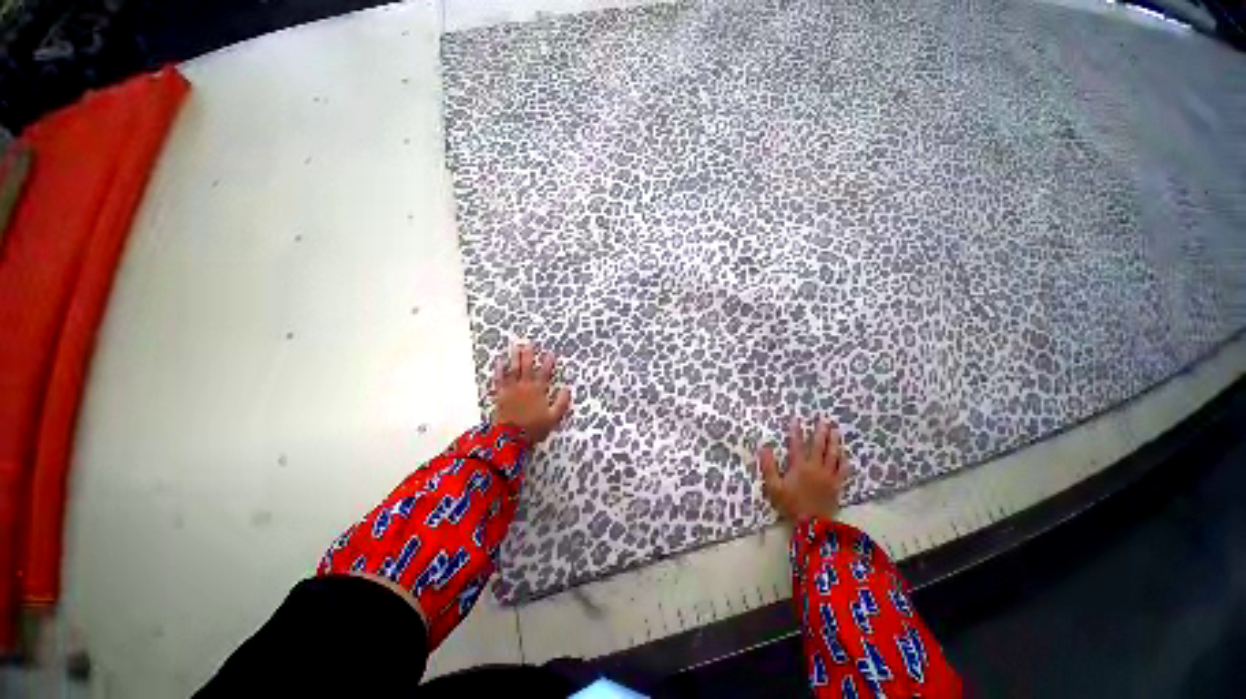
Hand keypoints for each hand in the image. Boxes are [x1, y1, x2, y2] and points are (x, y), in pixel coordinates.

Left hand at [492, 342, 571, 444]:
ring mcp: (511, 389)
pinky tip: (499, 361)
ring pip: (513, 369)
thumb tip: (567, 388)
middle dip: (529, 354)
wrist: (510, 437)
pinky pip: (499, 379)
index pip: (545, 373)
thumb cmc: (534, 428)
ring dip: (515, 357)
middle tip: (529, 343)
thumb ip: (561, 403)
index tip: (551, 353)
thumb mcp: (553, 418)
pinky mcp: (500, 394)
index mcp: (538, 391)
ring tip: (516, 346)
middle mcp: (525, 386)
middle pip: (527, 367)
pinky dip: (499, 370)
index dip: (548, 363)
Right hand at [757, 418, 852, 521]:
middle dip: (820, 431)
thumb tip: (764, 447)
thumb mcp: (773, 486)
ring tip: (836, 430)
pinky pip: (843, 470)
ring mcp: (828, 476)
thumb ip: (768, 466)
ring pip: (833, 454)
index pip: (797, 444)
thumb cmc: (790, 504)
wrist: (812, 525)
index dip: (796, 431)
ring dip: (834, 441)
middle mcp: (815, 467)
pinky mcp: (837, 485)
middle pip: (819, 446)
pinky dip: (844, 460)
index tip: (796, 419)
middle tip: (823, 419)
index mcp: (799, 466)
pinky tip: (845, 454)